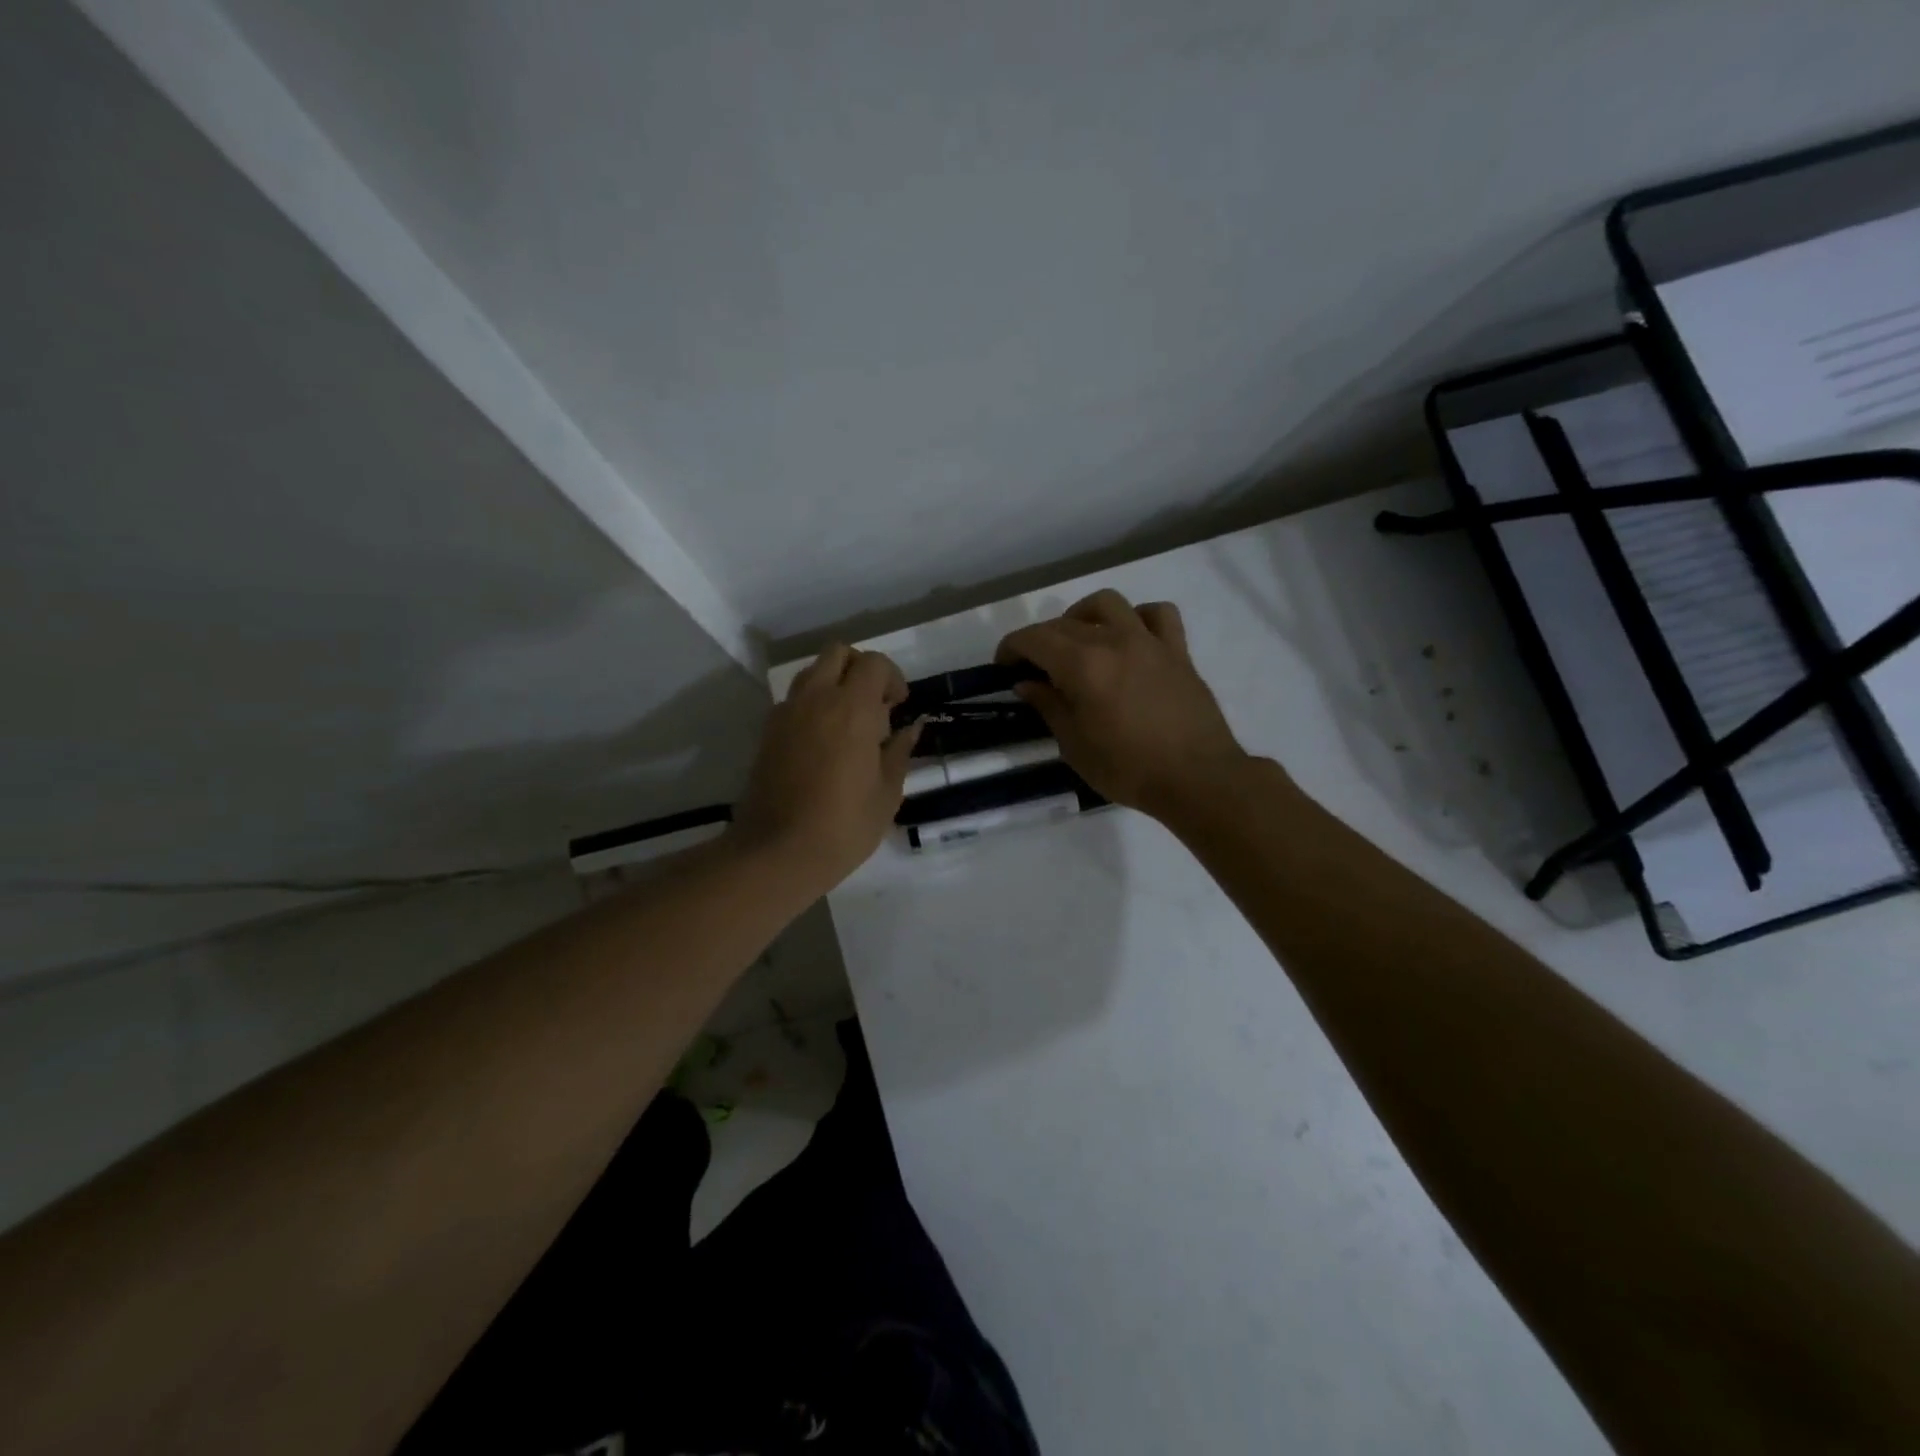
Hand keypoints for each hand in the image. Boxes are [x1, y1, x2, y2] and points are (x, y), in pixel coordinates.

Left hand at [733, 645, 921, 891]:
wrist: (777, 852)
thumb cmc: (844, 826)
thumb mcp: (887, 793)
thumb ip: (900, 752)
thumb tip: (911, 728)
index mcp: (852, 708)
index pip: (874, 663)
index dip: (892, 677)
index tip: (899, 706)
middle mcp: (816, 699)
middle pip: (837, 653)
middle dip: (860, 669)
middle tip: (875, 705)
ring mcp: (786, 713)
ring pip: (812, 672)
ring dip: (834, 683)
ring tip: (849, 723)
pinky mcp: (768, 732)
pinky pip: (794, 700)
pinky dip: (813, 705)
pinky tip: (824, 742)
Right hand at [996, 591, 1250, 819]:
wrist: (1197, 779)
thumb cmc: (1128, 769)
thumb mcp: (1074, 745)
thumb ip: (1049, 706)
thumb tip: (1027, 683)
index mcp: (1083, 665)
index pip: (1034, 639)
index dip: (1011, 647)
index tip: (1004, 666)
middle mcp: (1113, 641)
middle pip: (1065, 623)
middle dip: (1041, 639)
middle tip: (1035, 667)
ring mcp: (1149, 642)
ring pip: (1109, 604)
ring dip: (1084, 615)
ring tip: (1079, 640)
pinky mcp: (1177, 651)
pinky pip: (1157, 615)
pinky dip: (1137, 618)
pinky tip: (1130, 638)